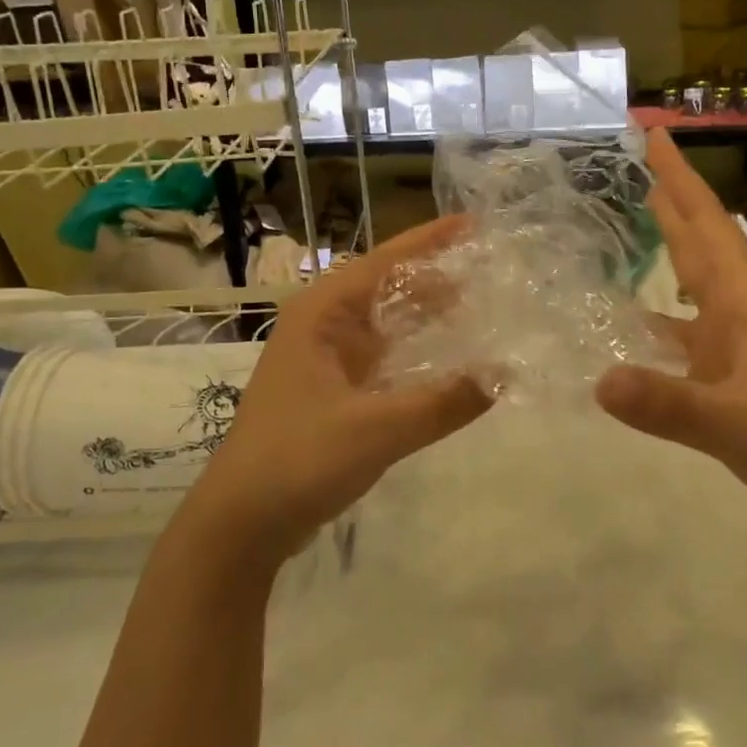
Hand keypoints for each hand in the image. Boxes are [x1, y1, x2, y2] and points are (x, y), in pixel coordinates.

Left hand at [183, 217, 493, 563]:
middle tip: (490, 267)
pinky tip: (447, 359)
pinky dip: (415, 351)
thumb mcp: (376, 429)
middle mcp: (322, 326)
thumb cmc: (298, 460)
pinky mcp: (333, 391)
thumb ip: (443, 402)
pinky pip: (383, 356)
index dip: (429, 240)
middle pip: (387, 286)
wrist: (241, 524)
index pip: (384, 261)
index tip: (473, 223)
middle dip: (435, 276)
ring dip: (426, 314)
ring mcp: (325, 359)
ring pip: (386, 322)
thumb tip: (505, 375)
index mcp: (321, 314)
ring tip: (480, 303)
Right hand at [595, 131, 746, 557]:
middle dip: (674, 205)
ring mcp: (742, 355)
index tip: (656, 136)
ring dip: (670, 260)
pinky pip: (689, 343)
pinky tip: (636, 338)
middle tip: (641, 169)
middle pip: (702, 248)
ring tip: (634, 234)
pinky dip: (662, 331)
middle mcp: (743, 320)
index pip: (707, 228)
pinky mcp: (738, 389)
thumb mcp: (739, 425)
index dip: (681, 180)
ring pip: (697, 293)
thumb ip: (670, 405)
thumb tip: (599, 380)